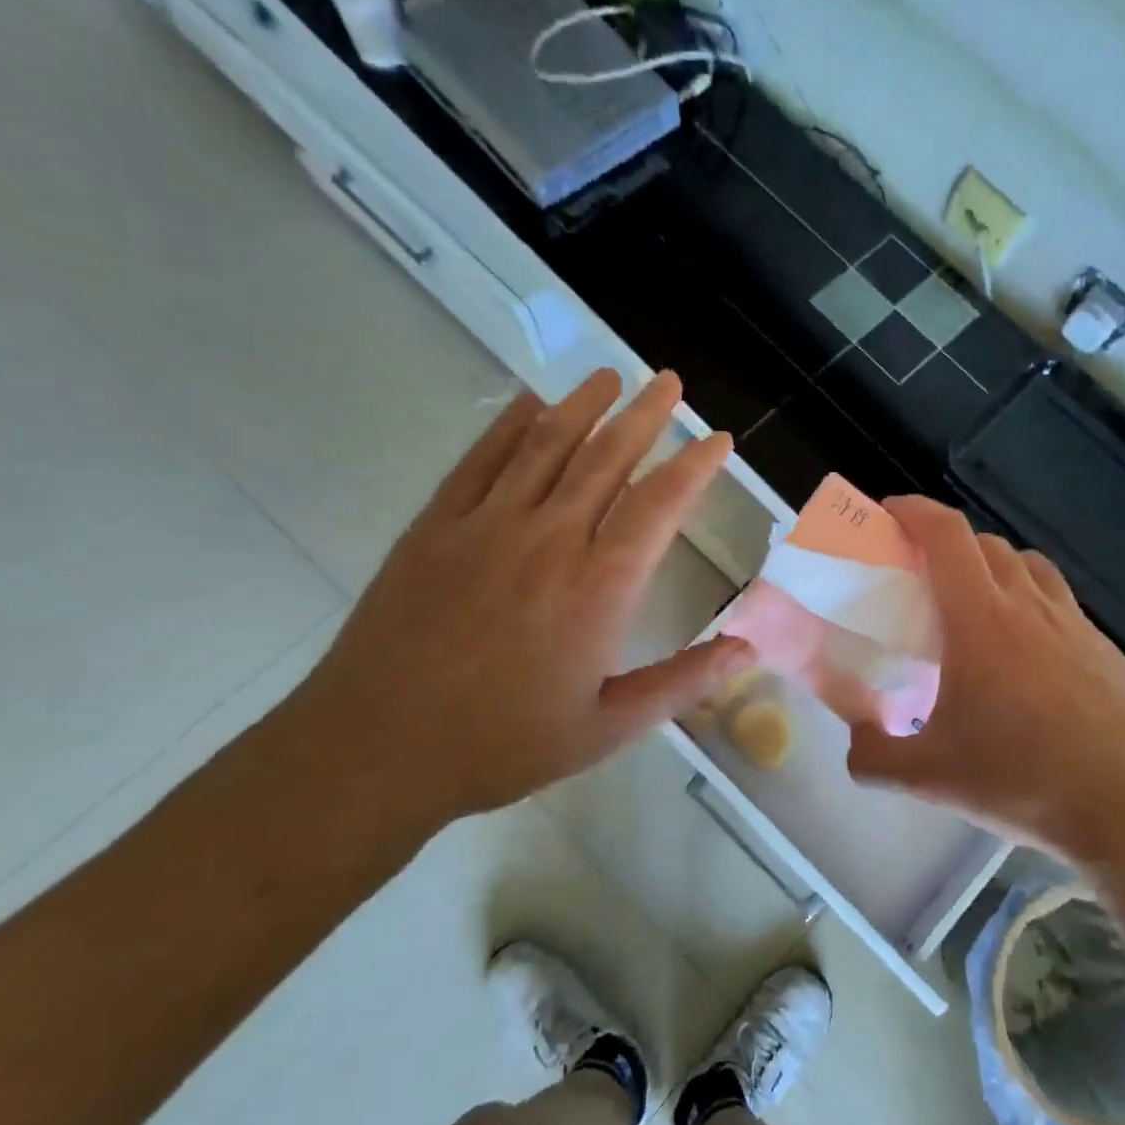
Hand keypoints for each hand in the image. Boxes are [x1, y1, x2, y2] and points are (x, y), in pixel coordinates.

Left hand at [278, 369, 752, 838]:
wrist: (377, 747)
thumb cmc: (503, 743)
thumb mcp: (607, 728)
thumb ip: (681, 682)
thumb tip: (746, 649)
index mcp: (599, 587)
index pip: (660, 504)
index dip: (695, 465)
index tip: (718, 440)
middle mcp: (549, 538)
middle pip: (606, 456)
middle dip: (646, 414)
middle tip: (670, 381)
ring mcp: (486, 524)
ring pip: (546, 444)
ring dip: (584, 404)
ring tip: (611, 377)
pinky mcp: (436, 525)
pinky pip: (481, 459)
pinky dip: (510, 424)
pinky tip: (529, 404)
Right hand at [845, 496, 1124, 853]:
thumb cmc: (1021, 779)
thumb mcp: (927, 778)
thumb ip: (872, 756)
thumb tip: (857, 741)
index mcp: (981, 621)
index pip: (947, 535)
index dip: (915, 511)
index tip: (889, 513)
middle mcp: (1029, 607)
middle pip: (986, 544)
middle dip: (948, 543)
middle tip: (923, 577)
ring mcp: (1075, 626)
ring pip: (1029, 567)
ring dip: (994, 568)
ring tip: (975, 606)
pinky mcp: (1105, 651)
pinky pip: (1060, 604)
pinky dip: (1032, 605)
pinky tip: (1026, 657)